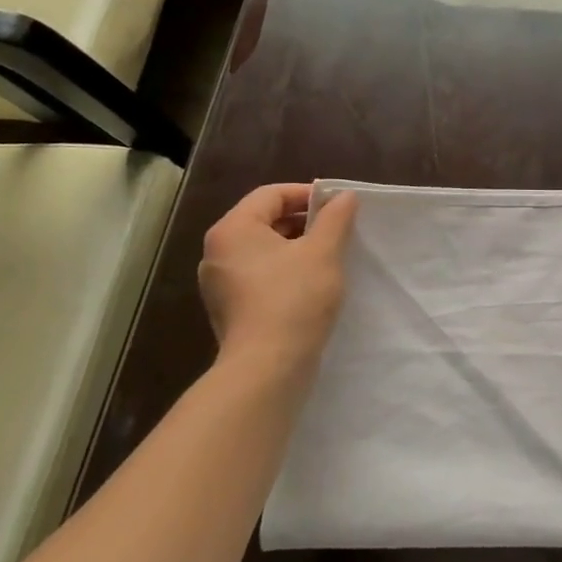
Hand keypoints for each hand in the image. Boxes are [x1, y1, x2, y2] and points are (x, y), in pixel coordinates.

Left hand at [199, 184, 358, 382]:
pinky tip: (310, 285)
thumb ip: (335, 218)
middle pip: (264, 220)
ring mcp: (219, 283)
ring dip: (296, 247)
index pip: (271, 194)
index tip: (338, 206)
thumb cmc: (295, 298)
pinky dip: (284, 271)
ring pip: (263, 250)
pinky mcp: (229, 308)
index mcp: (233, 229)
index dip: (307, 194)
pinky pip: (259, 276)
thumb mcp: (324, 251)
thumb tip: (344, 196)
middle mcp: (217, 252)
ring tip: (329, 257)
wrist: (268, 367)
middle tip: (338, 230)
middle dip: (303, 221)